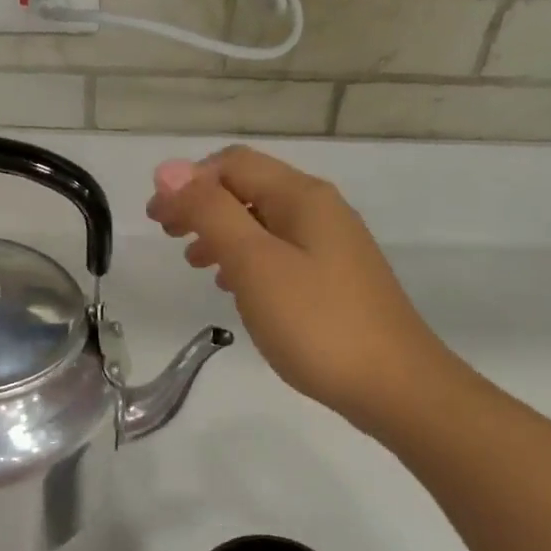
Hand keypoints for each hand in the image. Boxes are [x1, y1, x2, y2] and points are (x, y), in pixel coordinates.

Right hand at [147, 146, 454, 432]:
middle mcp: (319, 210)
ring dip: (221, 232)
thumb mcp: (254, 263)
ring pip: (262, 222)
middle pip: (248, 188)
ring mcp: (331, 245)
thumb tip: (169, 170)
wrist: (394, 386)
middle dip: (201, 205)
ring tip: (194, 262)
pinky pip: (278, 252)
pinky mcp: (333, 278)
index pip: (233, 164)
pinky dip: (245, 258)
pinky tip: (233, 286)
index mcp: (301, 197)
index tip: (155, 219)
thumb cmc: (316, 322)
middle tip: (168, 236)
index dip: (187, 182)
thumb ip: (211, 213)